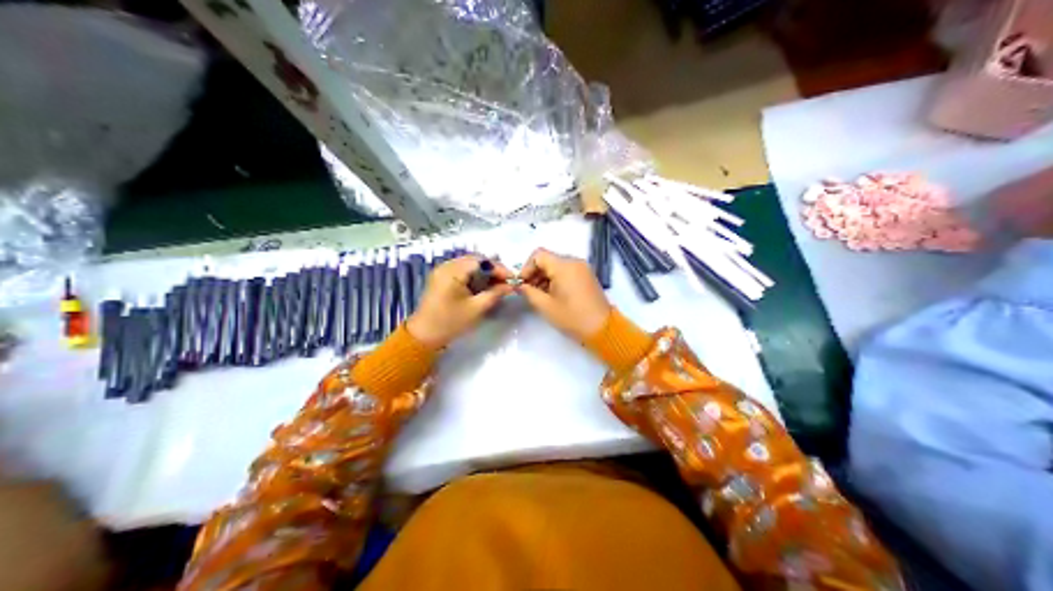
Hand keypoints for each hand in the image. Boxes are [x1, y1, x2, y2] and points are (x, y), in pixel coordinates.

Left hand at [406, 253, 513, 347]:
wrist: (424, 336)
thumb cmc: (450, 322)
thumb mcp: (476, 309)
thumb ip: (495, 294)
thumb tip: (511, 285)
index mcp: (452, 271)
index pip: (481, 261)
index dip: (499, 268)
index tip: (513, 279)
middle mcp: (446, 266)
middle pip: (475, 260)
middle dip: (492, 269)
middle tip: (506, 282)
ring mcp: (442, 271)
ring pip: (469, 265)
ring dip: (484, 272)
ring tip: (497, 285)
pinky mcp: (441, 278)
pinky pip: (462, 271)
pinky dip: (474, 276)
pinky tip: (483, 286)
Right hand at [517, 247, 608, 341]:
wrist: (602, 328)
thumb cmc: (572, 317)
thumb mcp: (546, 306)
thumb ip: (529, 292)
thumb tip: (520, 285)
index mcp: (564, 266)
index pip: (538, 255)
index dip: (526, 268)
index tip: (522, 284)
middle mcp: (574, 261)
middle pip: (548, 259)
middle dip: (535, 273)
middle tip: (528, 291)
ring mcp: (582, 268)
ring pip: (557, 265)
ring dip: (545, 277)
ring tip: (539, 295)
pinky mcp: (586, 276)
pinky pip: (566, 271)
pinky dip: (556, 279)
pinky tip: (552, 294)